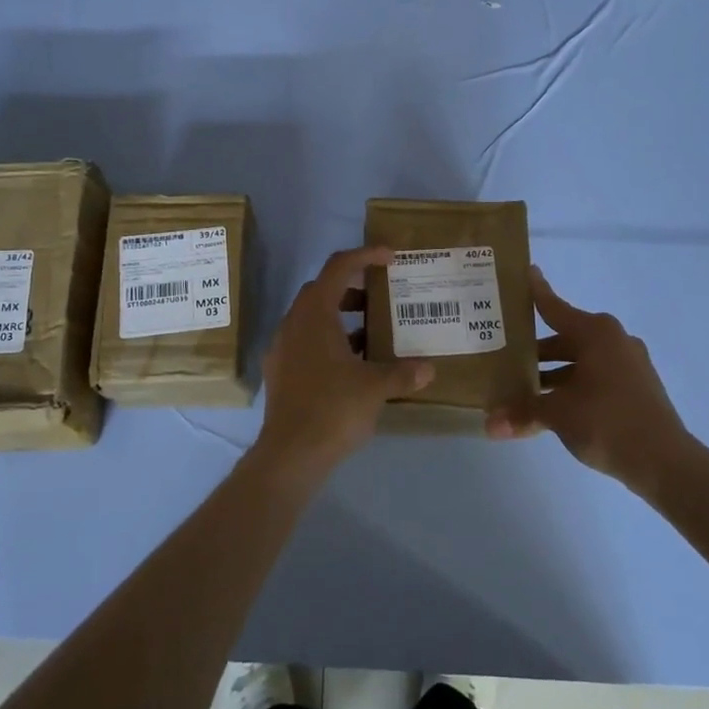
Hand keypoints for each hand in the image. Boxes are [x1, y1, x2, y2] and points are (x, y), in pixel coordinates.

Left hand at [251, 246, 433, 481]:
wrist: (290, 454)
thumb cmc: (333, 409)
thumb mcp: (375, 388)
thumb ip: (403, 373)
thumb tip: (428, 369)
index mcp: (315, 315)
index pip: (338, 267)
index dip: (365, 255)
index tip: (390, 257)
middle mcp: (293, 324)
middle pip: (322, 290)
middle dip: (353, 287)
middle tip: (382, 296)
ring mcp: (283, 348)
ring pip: (313, 318)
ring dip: (341, 317)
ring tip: (373, 332)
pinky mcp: (281, 371)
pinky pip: (306, 341)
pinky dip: (330, 340)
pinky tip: (352, 364)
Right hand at [488, 267, 690, 488]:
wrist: (665, 462)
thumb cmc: (607, 422)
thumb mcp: (557, 414)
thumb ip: (522, 412)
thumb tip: (488, 424)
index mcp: (595, 333)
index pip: (554, 307)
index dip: (536, 292)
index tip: (524, 271)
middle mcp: (613, 340)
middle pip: (564, 337)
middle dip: (534, 348)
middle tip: (502, 351)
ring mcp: (627, 364)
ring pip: (578, 360)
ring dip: (551, 372)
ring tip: (519, 385)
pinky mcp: (634, 387)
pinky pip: (593, 376)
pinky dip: (571, 384)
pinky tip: (550, 404)